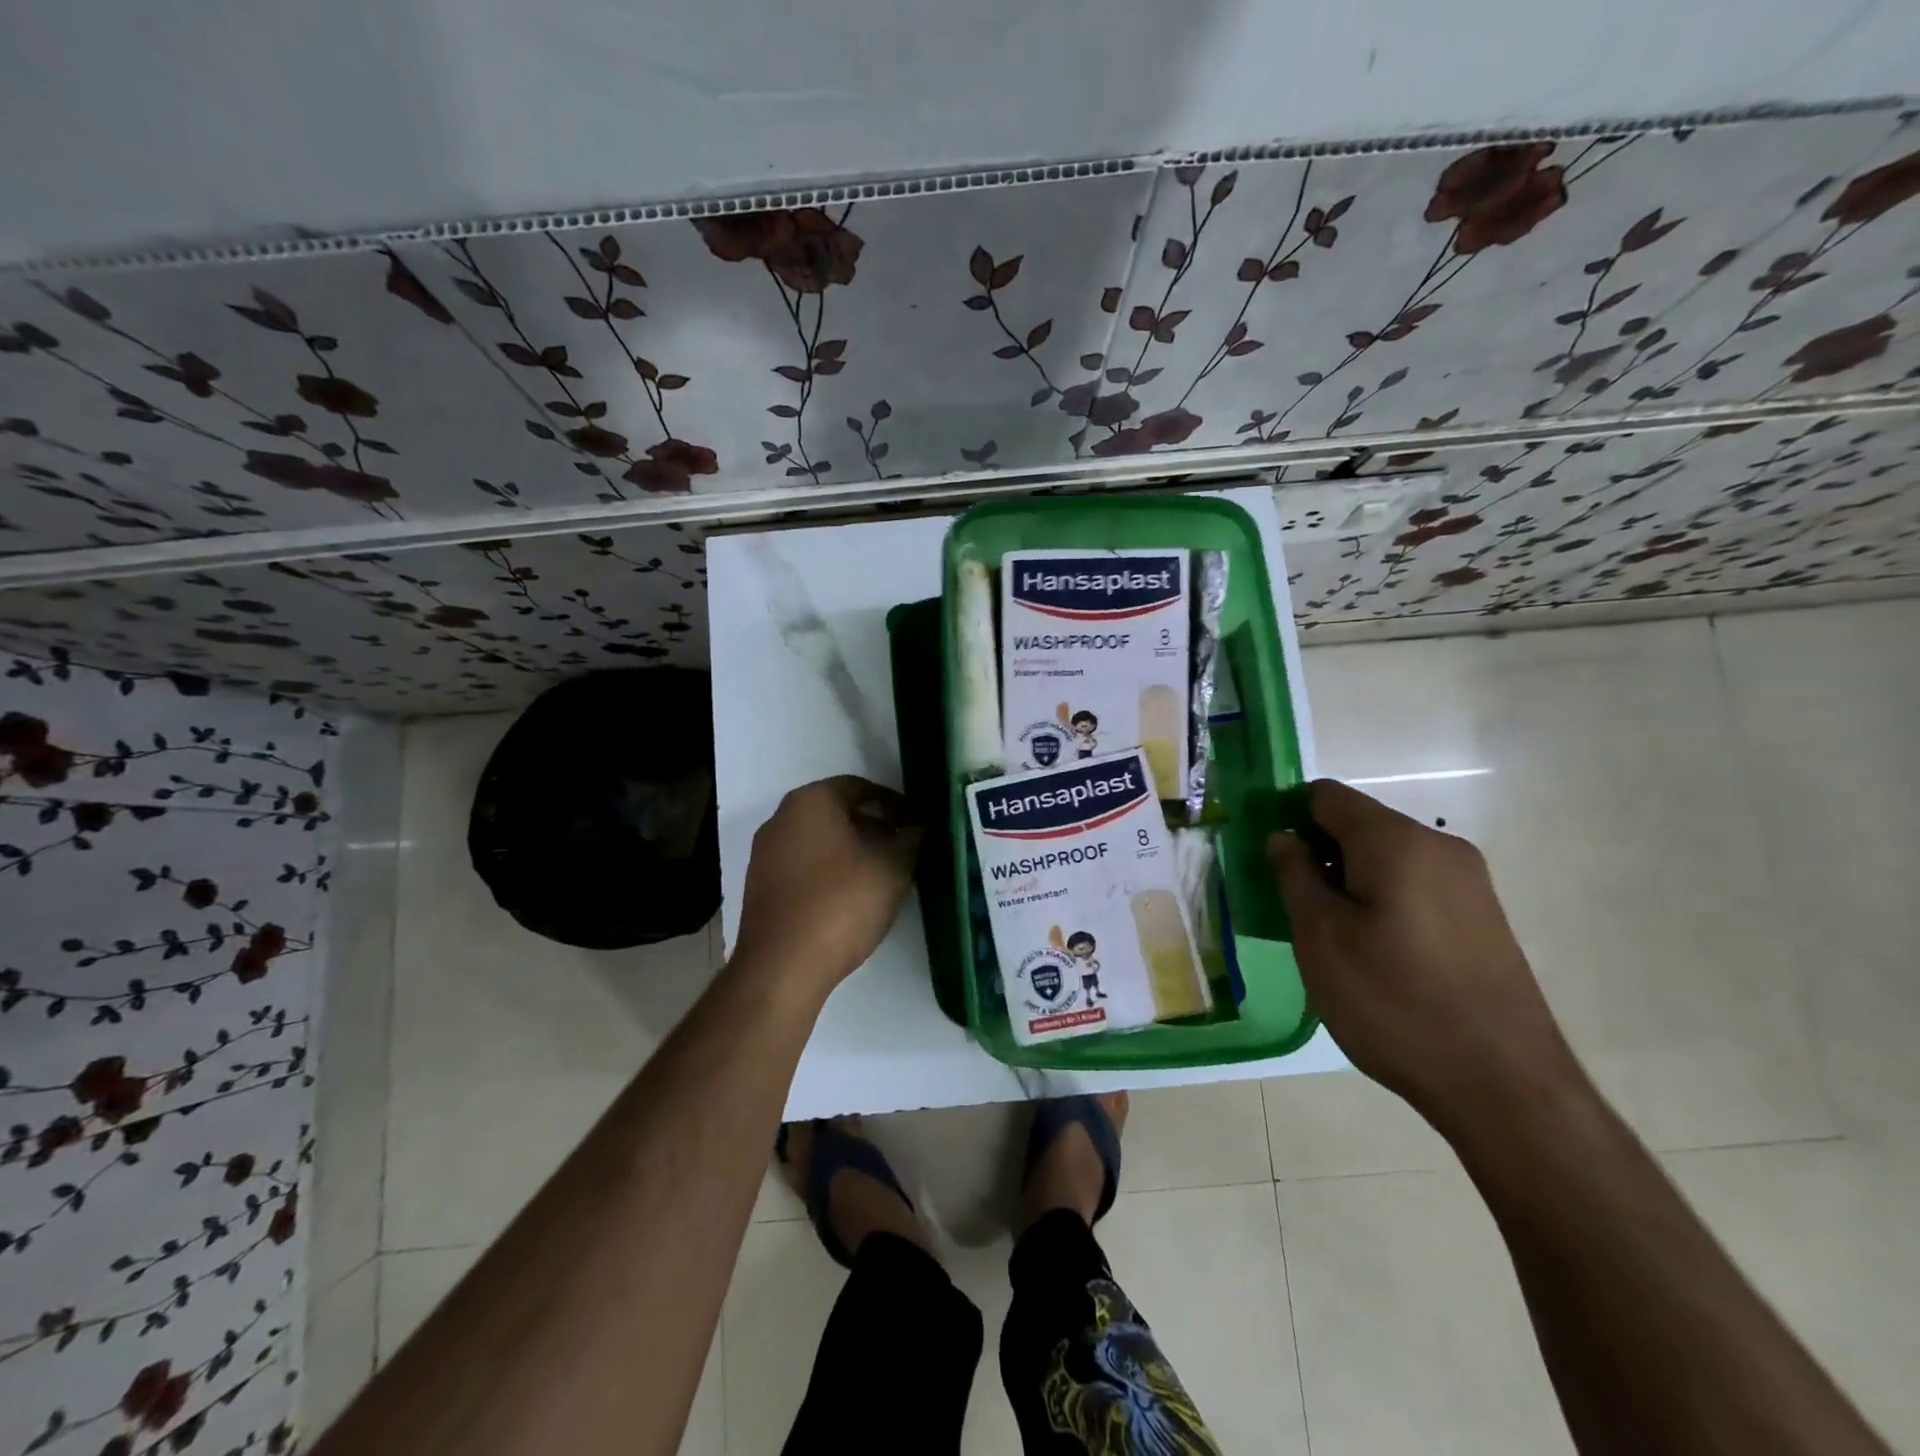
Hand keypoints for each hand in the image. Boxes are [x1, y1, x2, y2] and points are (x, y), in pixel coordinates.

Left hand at [732, 776, 922, 998]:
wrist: (783, 966)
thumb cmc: (841, 902)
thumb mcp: (892, 867)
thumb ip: (913, 839)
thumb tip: (927, 825)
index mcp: (810, 801)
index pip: (860, 787)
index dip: (895, 804)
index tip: (918, 824)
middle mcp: (781, 819)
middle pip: (838, 813)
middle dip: (875, 828)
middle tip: (906, 850)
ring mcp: (766, 855)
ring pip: (821, 842)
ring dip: (855, 852)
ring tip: (886, 876)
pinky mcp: (762, 888)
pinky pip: (805, 867)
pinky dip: (832, 873)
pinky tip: (854, 898)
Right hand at [1269, 780, 1580, 1132]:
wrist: (1503, 1085)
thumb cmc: (1393, 1001)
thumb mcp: (1320, 937)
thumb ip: (1294, 875)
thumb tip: (1284, 838)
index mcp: (1395, 840)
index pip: (1325, 796)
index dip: (1288, 818)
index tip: (1271, 864)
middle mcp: (1439, 846)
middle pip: (1358, 825)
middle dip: (1319, 854)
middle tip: (1296, 909)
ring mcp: (1468, 882)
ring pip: (1386, 858)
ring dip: (1349, 881)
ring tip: (1333, 938)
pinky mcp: (1482, 916)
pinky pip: (1415, 885)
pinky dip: (1383, 901)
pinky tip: (1376, 954)